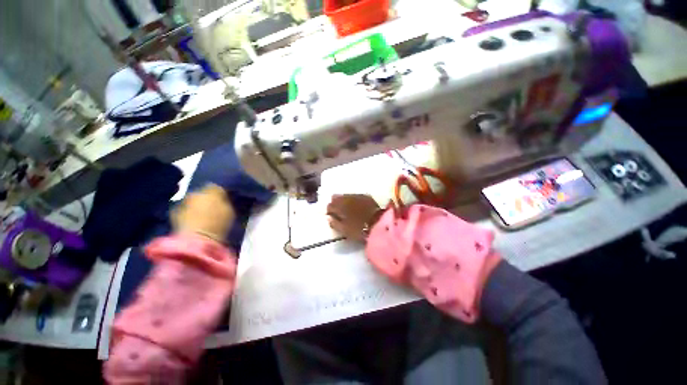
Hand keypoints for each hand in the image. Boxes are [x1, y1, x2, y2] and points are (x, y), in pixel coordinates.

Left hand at [172, 184, 234, 241]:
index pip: (217, 187)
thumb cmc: (219, 224)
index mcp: (212, 191)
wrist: (197, 239)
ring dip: (197, 206)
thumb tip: (223, 198)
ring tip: (203, 215)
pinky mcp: (174, 214)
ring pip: (193, 201)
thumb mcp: (230, 211)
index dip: (220, 193)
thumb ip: (226, 202)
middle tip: (213, 207)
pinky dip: (189, 214)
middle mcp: (196, 193)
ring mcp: (184, 203)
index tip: (224, 199)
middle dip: (207, 199)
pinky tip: (194, 221)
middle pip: (202, 193)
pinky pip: (184, 210)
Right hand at [327, 194, 381, 241]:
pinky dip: (353, 201)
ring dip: (344, 201)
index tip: (332, 217)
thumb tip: (329, 218)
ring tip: (348, 210)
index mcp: (340, 206)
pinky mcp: (366, 196)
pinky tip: (357, 207)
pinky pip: (355, 196)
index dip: (330, 211)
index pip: (330, 205)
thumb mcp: (344, 230)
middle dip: (335, 204)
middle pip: (336, 197)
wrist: (380, 223)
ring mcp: (357, 195)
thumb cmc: (360, 229)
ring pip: (346, 196)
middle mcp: (347, 197)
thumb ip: (334, 223)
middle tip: (338, 213)